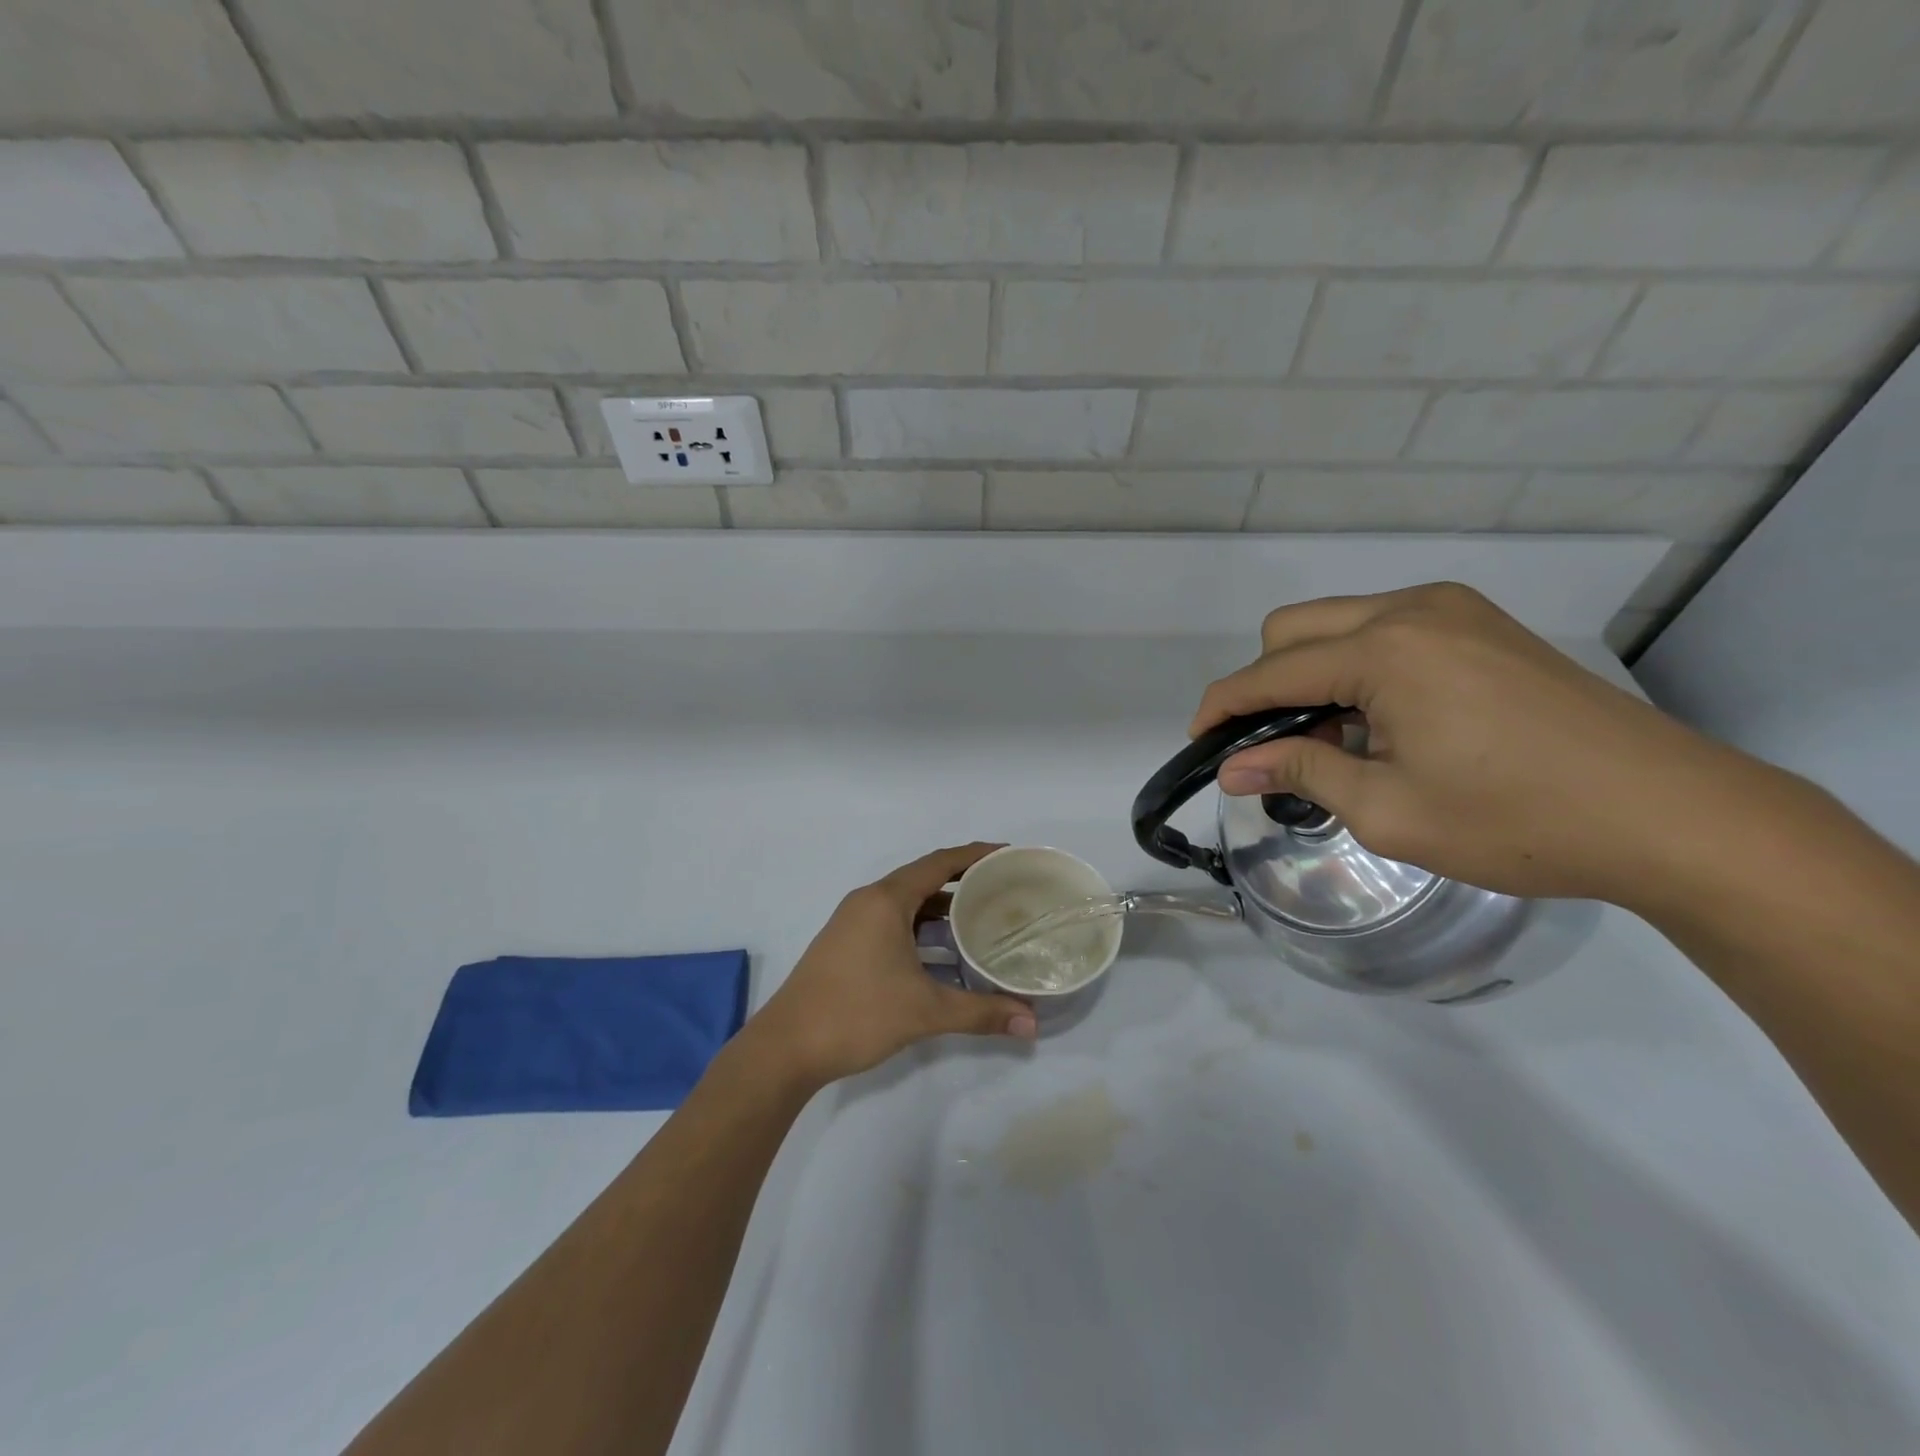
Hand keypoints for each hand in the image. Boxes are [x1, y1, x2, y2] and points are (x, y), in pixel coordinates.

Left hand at [748, 844, 1038, 1086]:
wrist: (785, 1048)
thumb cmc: (856, 1014)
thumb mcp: (925, 1011)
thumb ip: (981, 1012)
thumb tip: (1032, 1024)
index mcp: (886, 900)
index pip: (940, 862)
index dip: (977, 855)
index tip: (1010, 856)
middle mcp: (869, 901)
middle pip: (924, 879)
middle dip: (964, 882)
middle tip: (1004, 892)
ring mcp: (853, 922)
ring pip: (907, 904)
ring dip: (942, 910)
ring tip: (982, 921)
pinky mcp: (846, 944)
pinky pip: (893, 922)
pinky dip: (922, 929)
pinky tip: (944, 954)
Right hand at [1190, 583, 1764, 910]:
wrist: (1670, 815)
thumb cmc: (1516, 820)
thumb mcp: (1389, 810)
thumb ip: (1301, 774)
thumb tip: (1234, 767)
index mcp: (1385, 650)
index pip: (1270, 672)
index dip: (1223, 707)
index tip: (1199, 742)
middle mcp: (1412, 610)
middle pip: (1293, 628)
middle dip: (1264, 683)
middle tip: (1273, 747)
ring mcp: (1453, 610)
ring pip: (1338, 624)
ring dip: (1312, 675)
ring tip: (1333, 742)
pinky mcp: (1481, 625)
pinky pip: (1385, 631)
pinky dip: (1357, 668)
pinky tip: (1382, 722)